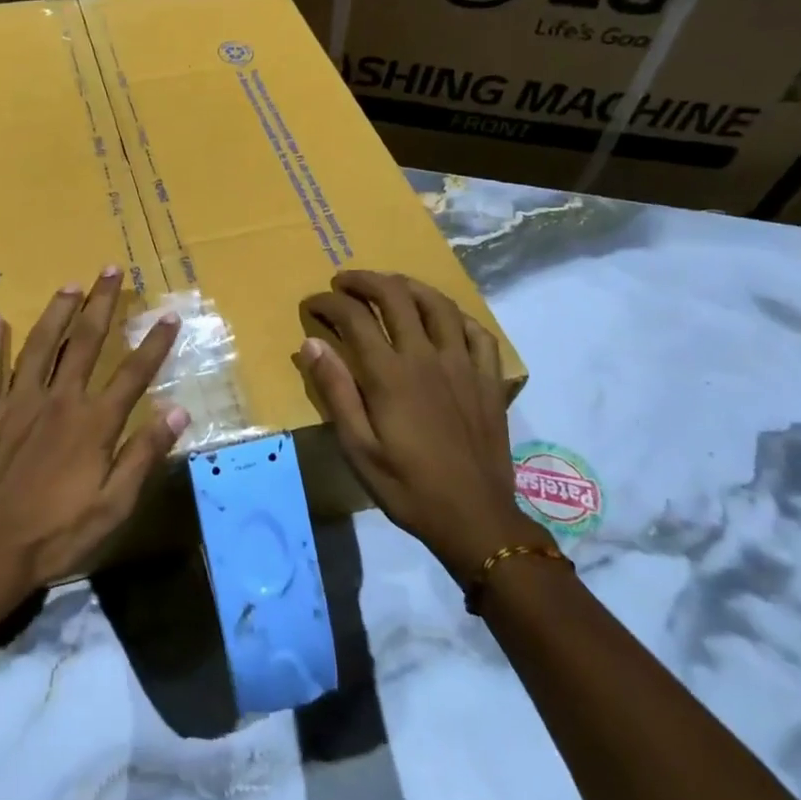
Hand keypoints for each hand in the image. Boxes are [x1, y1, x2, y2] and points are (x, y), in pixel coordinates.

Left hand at [0, 267, 188, 607]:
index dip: (154, 343)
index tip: (169, 315)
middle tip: (112, 269)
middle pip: (86, 341)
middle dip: (102, 303)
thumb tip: (178, 412)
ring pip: (41, 344)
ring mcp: (16, 401)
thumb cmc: (54, 535)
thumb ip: (143, 455)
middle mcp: (58, 400)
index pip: (133, 373)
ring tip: (70, 284)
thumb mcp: (112, 506)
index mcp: (93, 423)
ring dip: (57, 311)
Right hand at [298, 270, 545, 584]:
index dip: (328, 303)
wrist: (475, 519)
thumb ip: (335, 391)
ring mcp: (463, 364)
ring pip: (437, 304)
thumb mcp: (358, 447)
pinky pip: (477, 331)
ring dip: (408, 286)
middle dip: (364, 280)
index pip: (354, 317)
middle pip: (396, 296)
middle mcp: (427, 357)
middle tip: (344, 282)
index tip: (313, 305)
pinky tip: (442, 318)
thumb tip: (311, 343)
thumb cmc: (407, 486)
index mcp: (390, 374)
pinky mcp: (488, 378)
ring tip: (389, 286)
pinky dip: (455, 315)